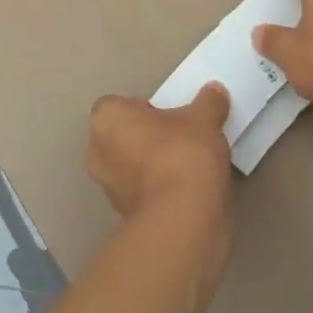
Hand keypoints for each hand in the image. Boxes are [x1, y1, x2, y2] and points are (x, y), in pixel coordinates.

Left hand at [86, 85, 231, 220]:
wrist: (183, 220)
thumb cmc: (182, 154)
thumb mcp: (204, 119)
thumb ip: (208, 102)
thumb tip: (215, 92)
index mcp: (106, 119)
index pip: (121, 105)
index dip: (146, 108)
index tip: (172, 116)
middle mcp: (97, 151)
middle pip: (125, 135)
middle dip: (149, 137)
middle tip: (181, 138)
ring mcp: (109, 188)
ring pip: (132, 166)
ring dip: (154, 165)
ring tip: (190, 166)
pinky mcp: (124, 216)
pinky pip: (143, 192)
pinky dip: (160, 190)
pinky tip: (188, 190)